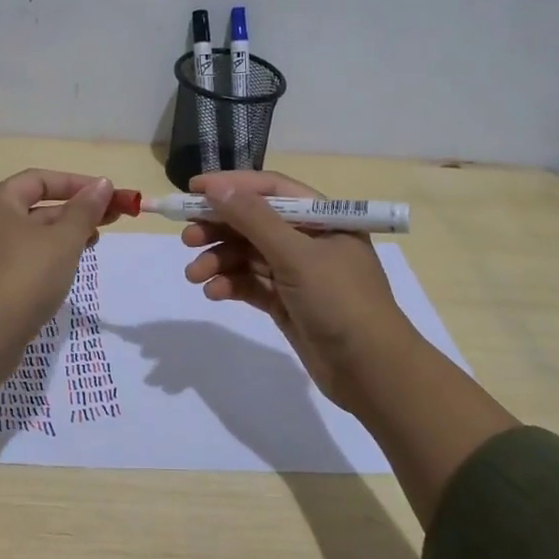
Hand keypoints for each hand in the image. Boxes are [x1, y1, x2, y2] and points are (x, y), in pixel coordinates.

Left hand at [0, 169, 117, 340]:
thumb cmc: (25, 276)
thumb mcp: (64, 240)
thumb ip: (85, 210)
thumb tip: (102, 184)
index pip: (38, 180)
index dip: (76, 184)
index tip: (107, 196)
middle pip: (31, 207)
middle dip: (72, 212)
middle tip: (107, 223)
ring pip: (24, 236)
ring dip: (58, 236)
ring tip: (89, 246)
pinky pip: (14, 260)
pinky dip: (40, 258)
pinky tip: (61, 273)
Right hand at [180, 170, 418, 410]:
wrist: (371, 371)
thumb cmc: (340, 301)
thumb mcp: (296, 255)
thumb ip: (254, 219)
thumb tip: (216, 187)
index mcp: (323, 218)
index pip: (270, 190)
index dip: (231, 186)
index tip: (193, 189)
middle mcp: (309, 240)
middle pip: (254, 222)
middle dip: (219, 228)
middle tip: (187, 238)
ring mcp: (297, 273)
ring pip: (248, 255)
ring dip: (219, 260)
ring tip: (194, 275)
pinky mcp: (286, 302)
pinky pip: (251, 283)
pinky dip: (230, 284)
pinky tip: (213, 292)